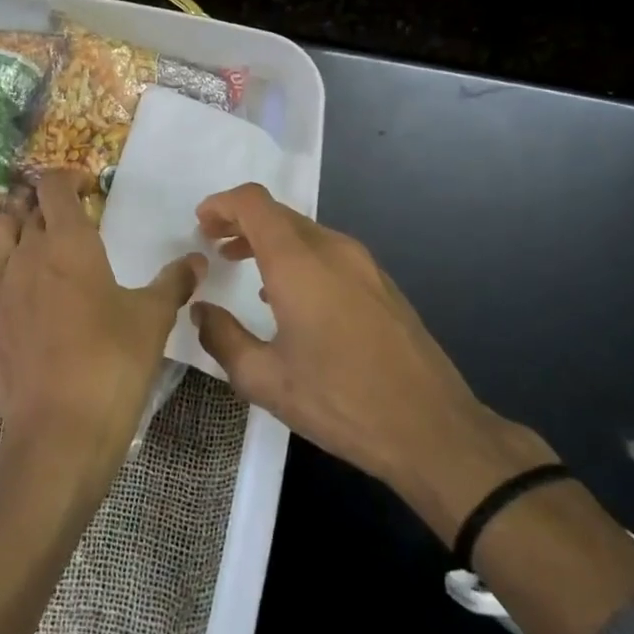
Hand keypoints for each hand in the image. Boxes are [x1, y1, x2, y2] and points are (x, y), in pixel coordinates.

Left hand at [0, 173, 204, 461]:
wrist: (62, 426)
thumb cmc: (114, 362)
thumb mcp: (154, 318)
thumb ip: (174, 282)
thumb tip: (197, 260)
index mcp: (69, 243)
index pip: (54, 186)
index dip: (69, 179)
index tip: (88, 191)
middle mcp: (24, 254)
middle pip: (21, 209)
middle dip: (41, 209)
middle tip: (63, 227)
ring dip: (8, 233)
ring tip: (27, 251)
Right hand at [192, 184, 554, 541]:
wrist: (432, 429)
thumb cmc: (340, 401)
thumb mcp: (265, 379)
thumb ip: (222, 338)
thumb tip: (201, 311)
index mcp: (299, 263)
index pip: (254, 204)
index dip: (222, 204)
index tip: (200, 224)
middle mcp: (333, 250)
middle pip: (279, 214)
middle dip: (241, 222)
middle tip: (214, 245)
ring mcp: (364, 265)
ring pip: (306, 233)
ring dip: (270, 241)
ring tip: (243, 266)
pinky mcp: (382, 285)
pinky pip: (329, 253)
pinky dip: (298, 257)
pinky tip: (289, 296)